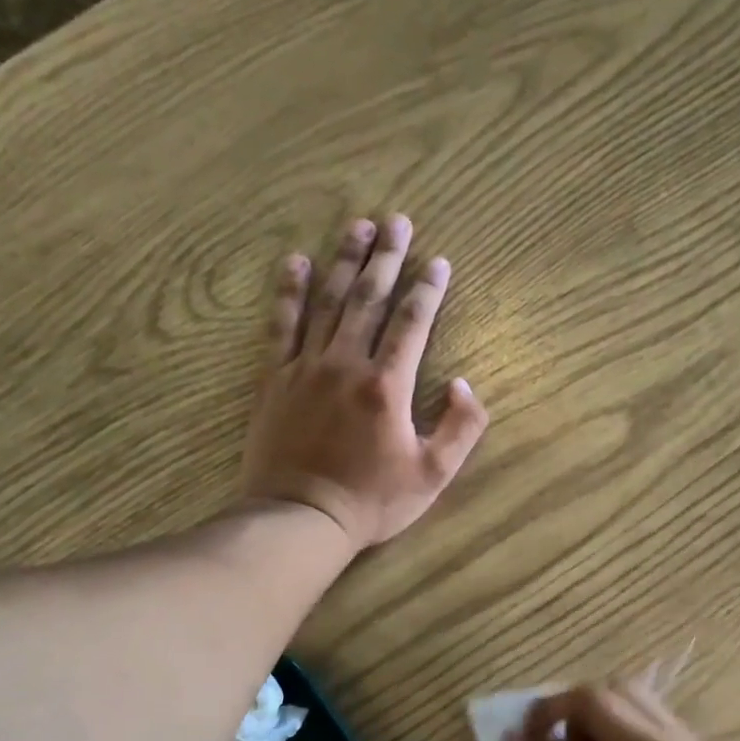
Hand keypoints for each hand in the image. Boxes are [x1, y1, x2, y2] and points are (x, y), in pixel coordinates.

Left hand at [239, 214, 489, 549]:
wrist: (300, 519)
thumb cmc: (371, 502)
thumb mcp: (433, 476)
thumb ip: (460, 429)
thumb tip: (466, 385)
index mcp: (387, 386)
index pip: (412, 323)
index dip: (428, 289)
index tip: (438, 261)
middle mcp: (346, 364)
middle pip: (368, 299)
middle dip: (386, 258)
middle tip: (397, 221)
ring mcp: (305, 368)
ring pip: (328, 302)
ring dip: (344, 261)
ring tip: (358, 226)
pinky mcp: (274, 379)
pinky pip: (281, 326)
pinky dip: (288, 292)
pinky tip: (295, 262)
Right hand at [515, 681, 739, 740]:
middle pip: (592, 701)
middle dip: (552, 709)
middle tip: (535, 730)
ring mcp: (680, 740)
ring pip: (619, 688)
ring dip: (583, 702)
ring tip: (573, 731)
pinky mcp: (692, 736)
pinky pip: (641, 701)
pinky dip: (611, 707)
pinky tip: (605, 735)